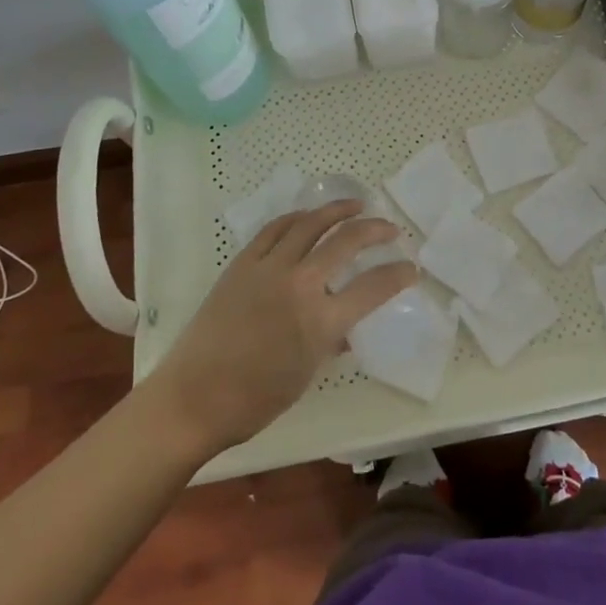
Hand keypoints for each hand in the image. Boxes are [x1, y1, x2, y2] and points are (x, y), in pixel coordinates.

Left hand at [150, 201, 415, 453]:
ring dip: (337, 211)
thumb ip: (332, 342)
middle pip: (346, 241)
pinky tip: (307, 217)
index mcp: (321, 321)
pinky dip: (297, 218)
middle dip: (375, 230)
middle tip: (389, 228)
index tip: (411, 268)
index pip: (373, 287)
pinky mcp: (243, 263)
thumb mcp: (307, 373)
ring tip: (355, 206)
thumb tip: (346, 328)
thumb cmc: (255, 399)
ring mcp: (269, 268)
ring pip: (310, 224)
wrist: (194, 397)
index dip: (398, 275)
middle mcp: (300, 285)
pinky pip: (276, 229)